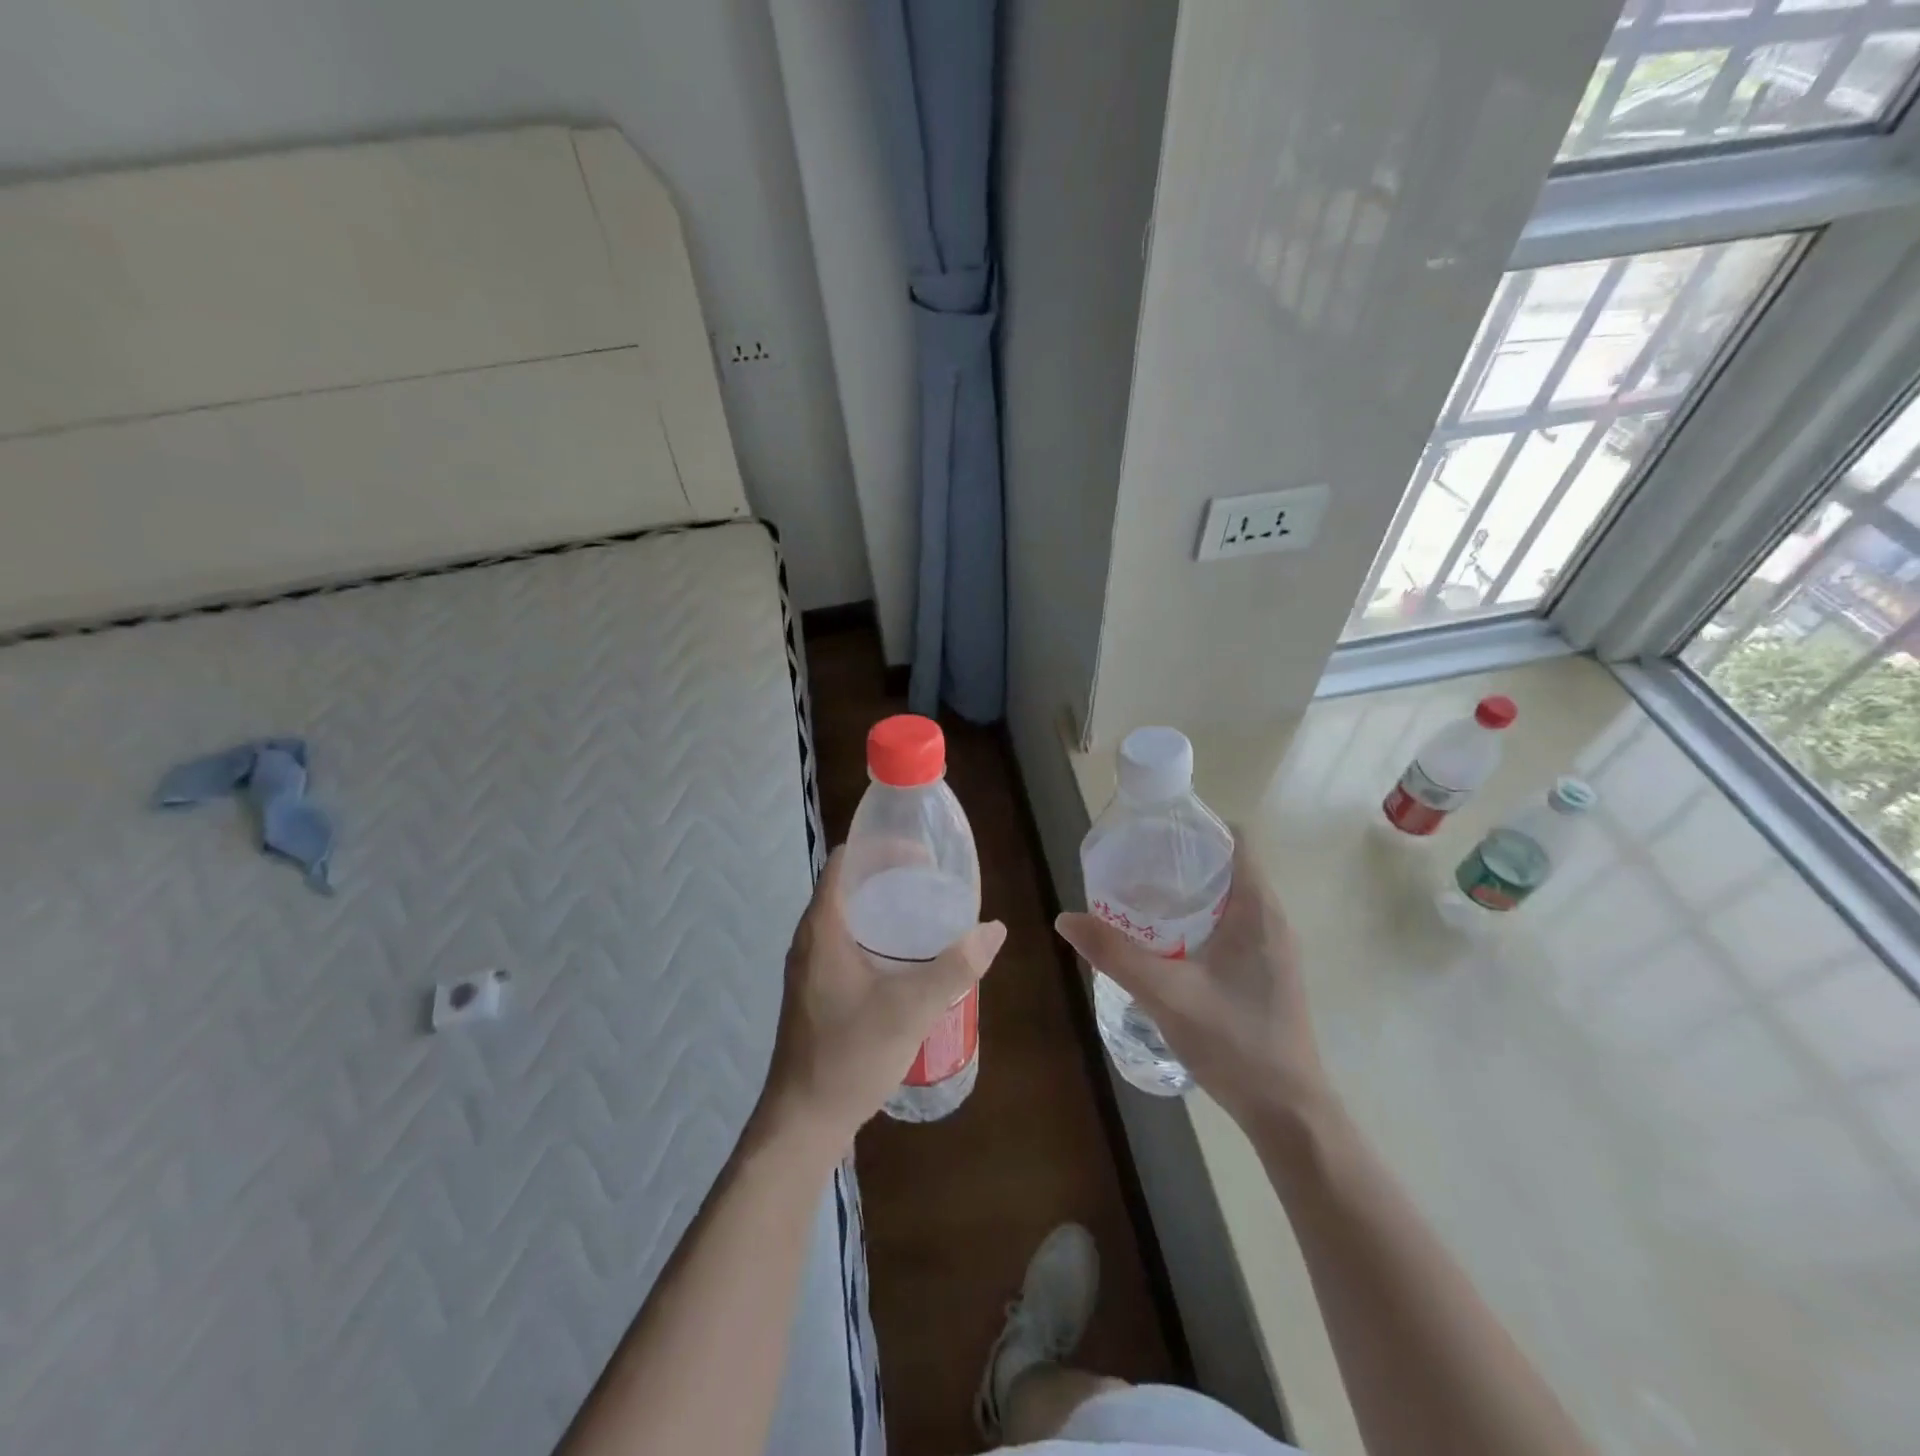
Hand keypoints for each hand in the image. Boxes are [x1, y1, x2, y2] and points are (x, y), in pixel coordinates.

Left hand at [757, 848, 1006, 1158]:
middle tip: (933, 883)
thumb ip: (956, 966)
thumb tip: (994, 929)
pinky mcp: (816, 991)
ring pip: (847, 917)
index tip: (921, 855)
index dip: (880, 847)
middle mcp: (809, 939)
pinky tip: (905, 959)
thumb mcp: (912, 1008)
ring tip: (926, 914)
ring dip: (882, 908)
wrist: (803, 1122)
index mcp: (823, 928)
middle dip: (890, 876)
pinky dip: (875, 936)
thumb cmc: (850, 1055)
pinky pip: (845, 944)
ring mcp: (809, 967)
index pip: (845, 861)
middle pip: (848, 886)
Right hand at [1055, 837, 1326, 1129]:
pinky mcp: (1268, 972)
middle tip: (1134, 864)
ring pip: (1230, 898)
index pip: (1237, 840)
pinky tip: (1167, 942)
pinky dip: (1201, 918)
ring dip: (1191, 891)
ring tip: (1141, 897)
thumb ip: (1115, 954)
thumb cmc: (1235, 1043)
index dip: (1197, 826)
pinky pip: (1234, 924)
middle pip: (1229, 865)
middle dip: (1182, 859)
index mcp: (1258, 909)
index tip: (1153, 831)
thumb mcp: (1166, 994)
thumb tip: (1066, 918)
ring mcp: (1274, 948)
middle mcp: (1272, 919)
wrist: (1289, 1113)